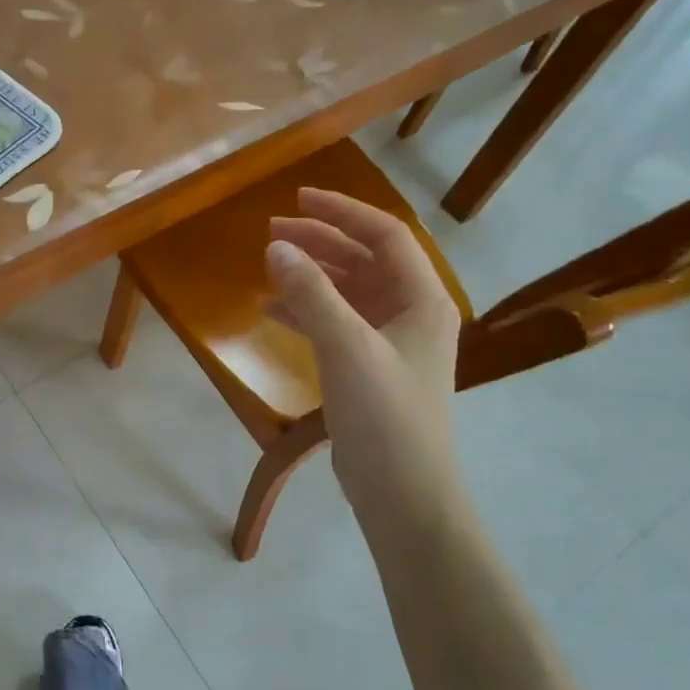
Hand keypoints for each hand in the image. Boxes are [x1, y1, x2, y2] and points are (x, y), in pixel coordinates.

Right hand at [267, 189, 467, 537]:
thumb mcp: (347, 347)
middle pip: (363, 261)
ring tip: (267, 265)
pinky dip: (305, 312)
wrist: (402, 491)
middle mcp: (410, 313)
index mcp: (422, 299)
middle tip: (271, 232)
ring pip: (346, 292)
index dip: (342, 212)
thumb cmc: (385, 414)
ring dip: (309, 276)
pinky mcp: (368, 368)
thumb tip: (276, 247)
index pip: (384, 236)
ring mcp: (389, 342)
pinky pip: (334, 324)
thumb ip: (312, 295)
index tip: (298, 199)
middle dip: (319, 243)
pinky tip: (272, 309)